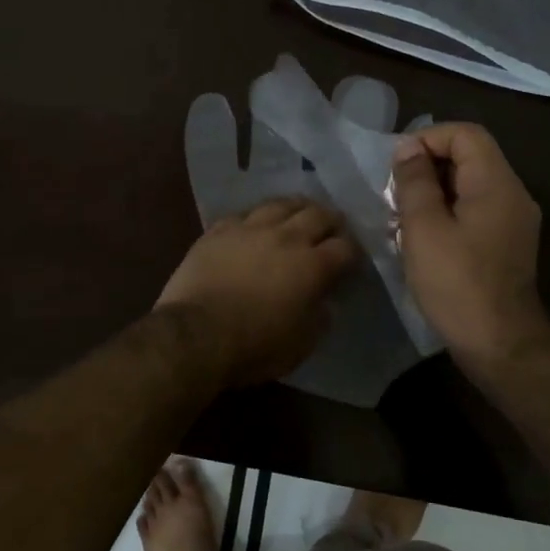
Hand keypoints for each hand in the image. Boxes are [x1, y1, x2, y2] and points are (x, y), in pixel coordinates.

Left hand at [156, 198, 357, 387]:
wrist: (196, 334)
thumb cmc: (254, 346)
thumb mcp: (301, 344)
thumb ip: (319, 317)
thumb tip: (324, 301)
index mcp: (312, 266)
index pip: (345, 247)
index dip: (353, 252)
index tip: (352, 259)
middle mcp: (286, 237)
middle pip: (318, 214)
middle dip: (332, 220)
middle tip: (333, 227)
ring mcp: (250, 228)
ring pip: (281, 204)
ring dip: (297, 207)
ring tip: (300, 212)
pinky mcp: (219, 230)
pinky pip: (245, 214)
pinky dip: (258, 217)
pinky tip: (257, 223)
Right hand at [392, 123, 549, 373]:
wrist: (499, 344)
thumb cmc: (456, 283)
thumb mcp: (424, 228)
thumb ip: (415, 181)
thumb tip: (408, 149)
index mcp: (496, 183)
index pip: (465, 134)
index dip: (428, 140)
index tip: (398, 167)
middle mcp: (512, 194)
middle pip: (469, 157)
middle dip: (426, 168)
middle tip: (395, 195)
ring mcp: (513, 221)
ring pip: (469, 185)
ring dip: (432, 193)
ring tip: (401, 219)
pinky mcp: (506, 243)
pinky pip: (474, 210)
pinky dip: (446, 213)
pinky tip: (421, 239)